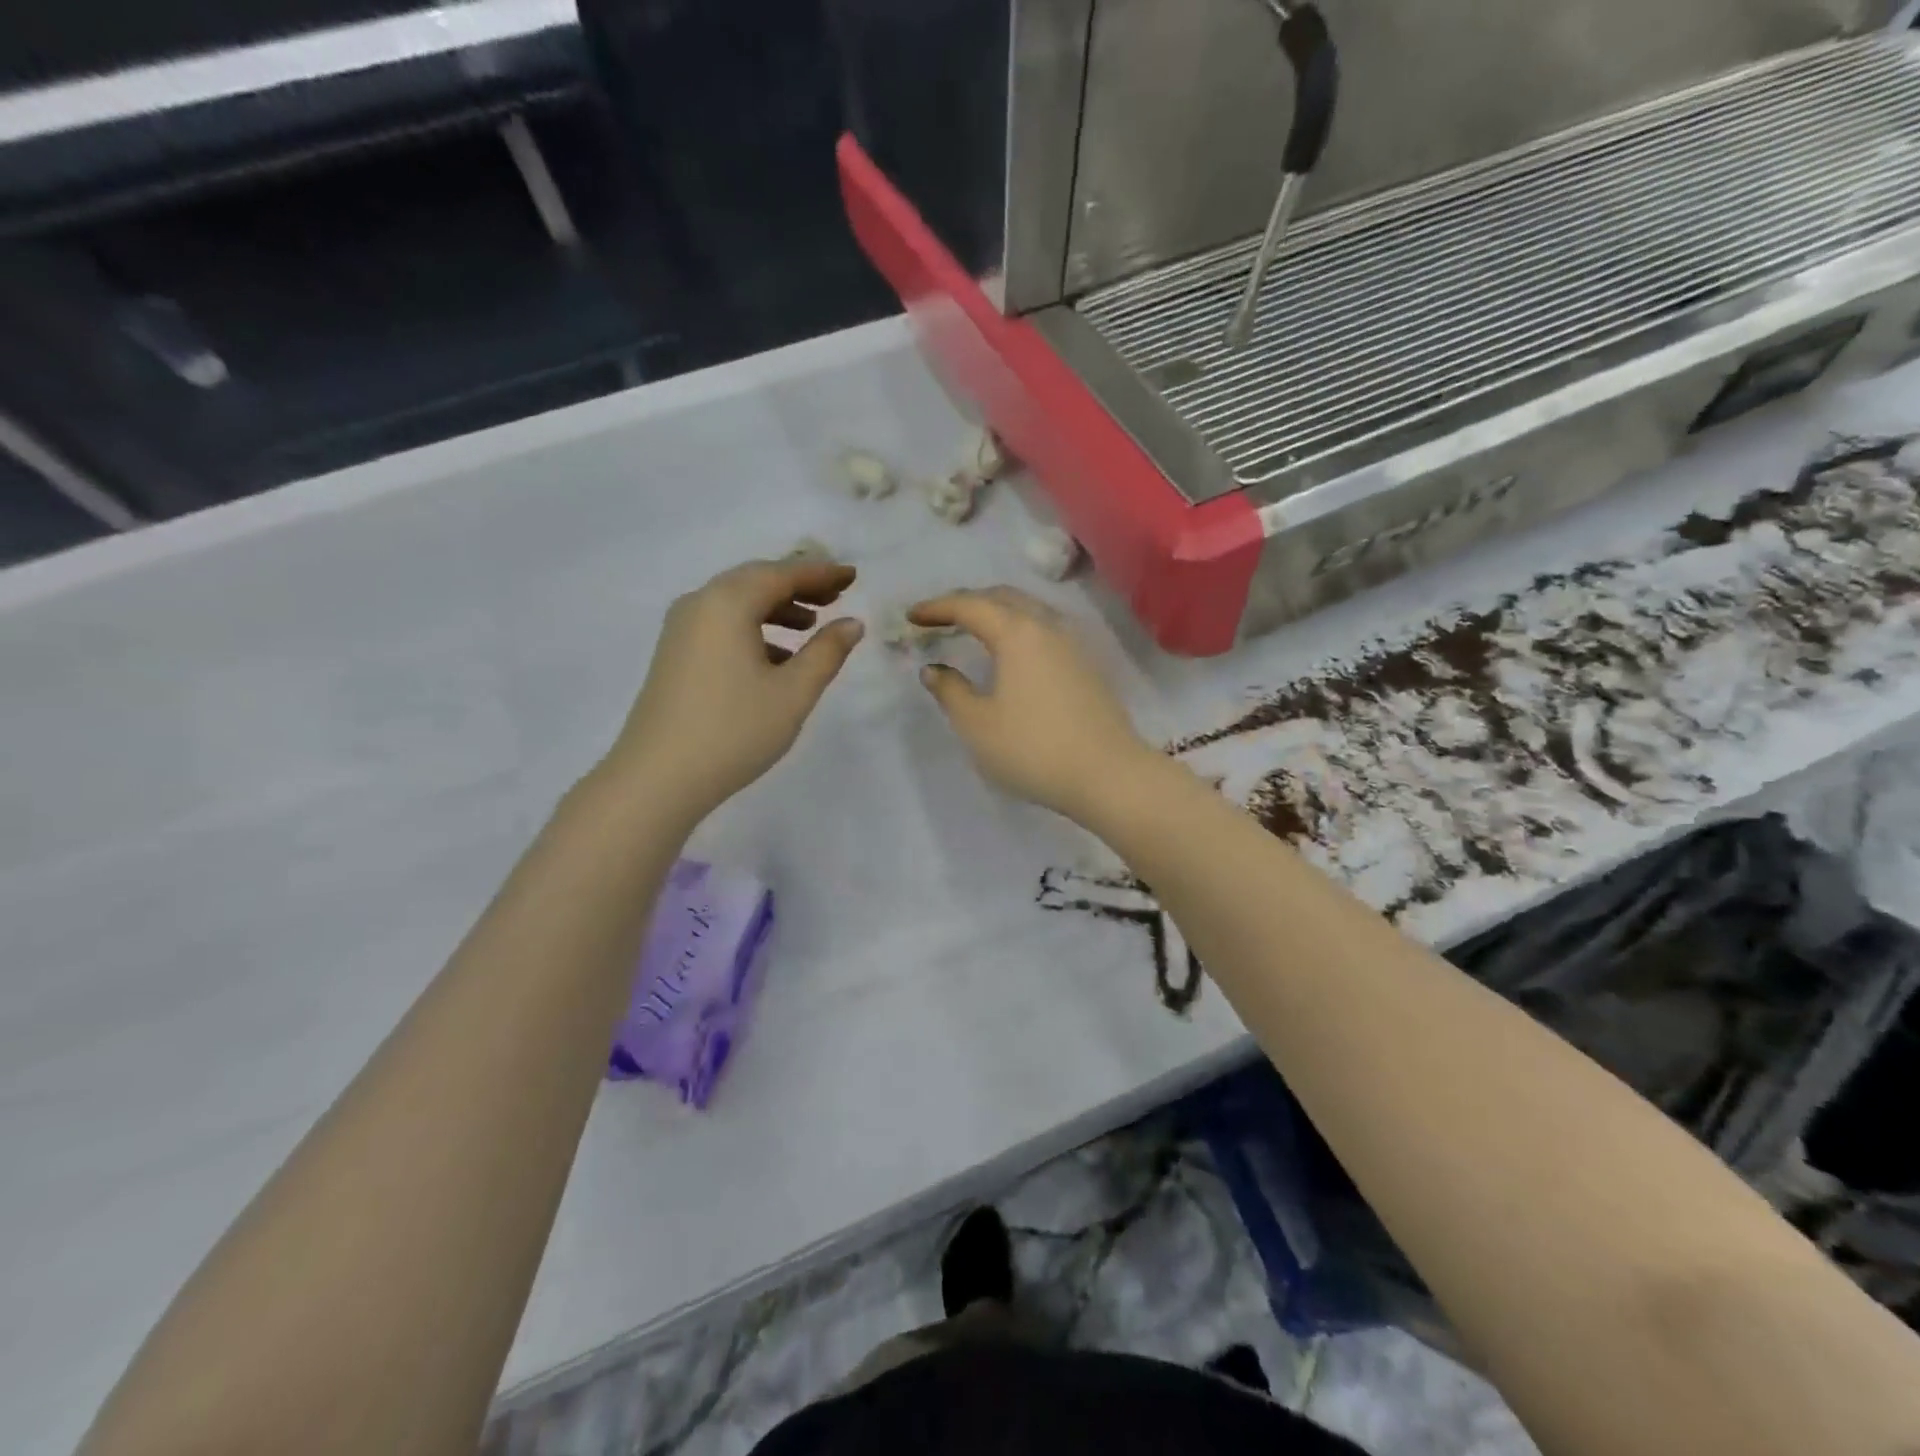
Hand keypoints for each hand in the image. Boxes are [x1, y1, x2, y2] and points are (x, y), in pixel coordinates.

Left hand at [608, 559, 864, 816]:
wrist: (658, 777)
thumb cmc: (734, 730)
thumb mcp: (794, 692)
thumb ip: (827, 652)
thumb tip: (852, 623)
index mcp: (728, 603)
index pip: (783, 573)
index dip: (821, 573)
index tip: (852, 575)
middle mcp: (700, 603)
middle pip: (756, 580)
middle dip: (798, 584)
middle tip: (836, 595)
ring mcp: (681, 628)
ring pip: (737, 602)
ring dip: (776, 607)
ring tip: (811, 624)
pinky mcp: (675, 653)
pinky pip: (721, 624)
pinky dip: (754, 628)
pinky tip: (777, 658)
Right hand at [909, 587, 1154, 822]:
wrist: (1108, 775)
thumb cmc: (1033, 749)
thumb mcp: (977, 725)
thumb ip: (950, 691)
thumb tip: (933, 669)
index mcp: (1017, 633)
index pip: (970, 605)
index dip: (937, 607)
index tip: (911, 616)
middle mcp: (1048, 626)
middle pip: (1003, 597)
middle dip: (967, 602)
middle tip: (939, 618)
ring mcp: (1073, 644)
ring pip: (1029, 610)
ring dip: (996, 612)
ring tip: (973, 629)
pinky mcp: (1087, 665)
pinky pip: (1045, 629)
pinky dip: (1018, 628)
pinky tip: (1011, 653)